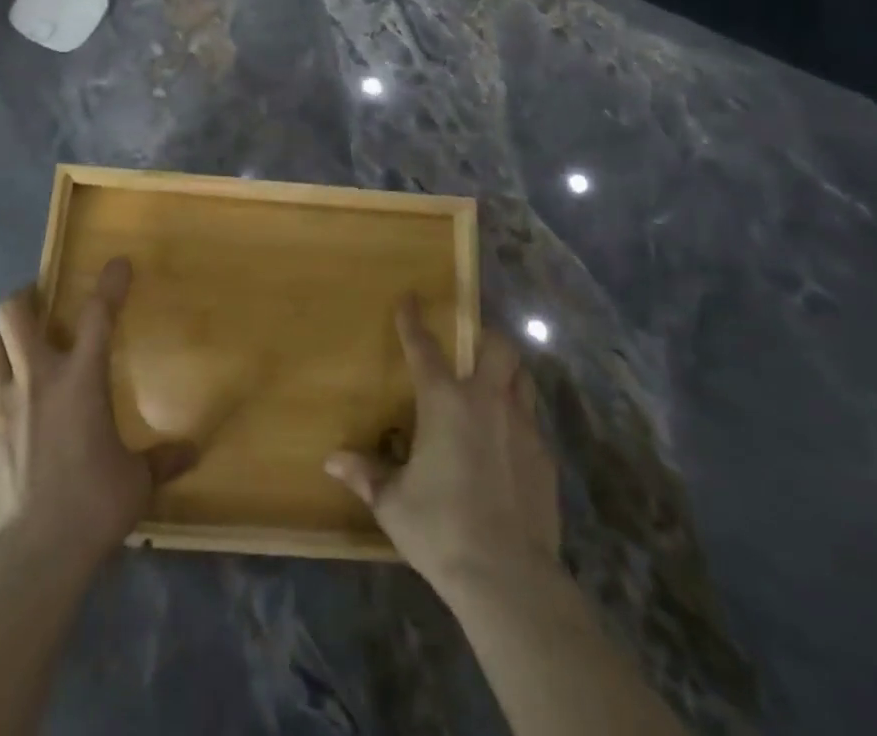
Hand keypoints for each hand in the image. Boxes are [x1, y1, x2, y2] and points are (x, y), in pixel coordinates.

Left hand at [0, 258, 198, 573]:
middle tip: (37, 311)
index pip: (98, 314)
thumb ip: (162, 460)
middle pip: (13, 312)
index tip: (117, 263)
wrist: (32, 558)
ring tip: (10, 358)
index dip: (109, 283)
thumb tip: (193, 453)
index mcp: (81, 379)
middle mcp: (35, 379)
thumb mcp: (136, 483)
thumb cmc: (93, 507)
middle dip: (24, 301)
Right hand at [325, 297, 561, 598]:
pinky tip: (508, 443)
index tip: (411, 298)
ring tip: (494, 386)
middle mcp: (486, 401)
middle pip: (499, 346)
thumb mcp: (393, 503)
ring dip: (508, 373)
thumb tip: (331, 460)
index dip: (413, 320)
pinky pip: (533, 420)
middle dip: (486, 337)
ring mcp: (522, 427)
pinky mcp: (545, 457)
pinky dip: (519, 418)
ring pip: (523, 378)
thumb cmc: (441, 529)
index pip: (424, 347)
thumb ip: (366, 475)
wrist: (509, 577)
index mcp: (444, 402)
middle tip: (472, 347)